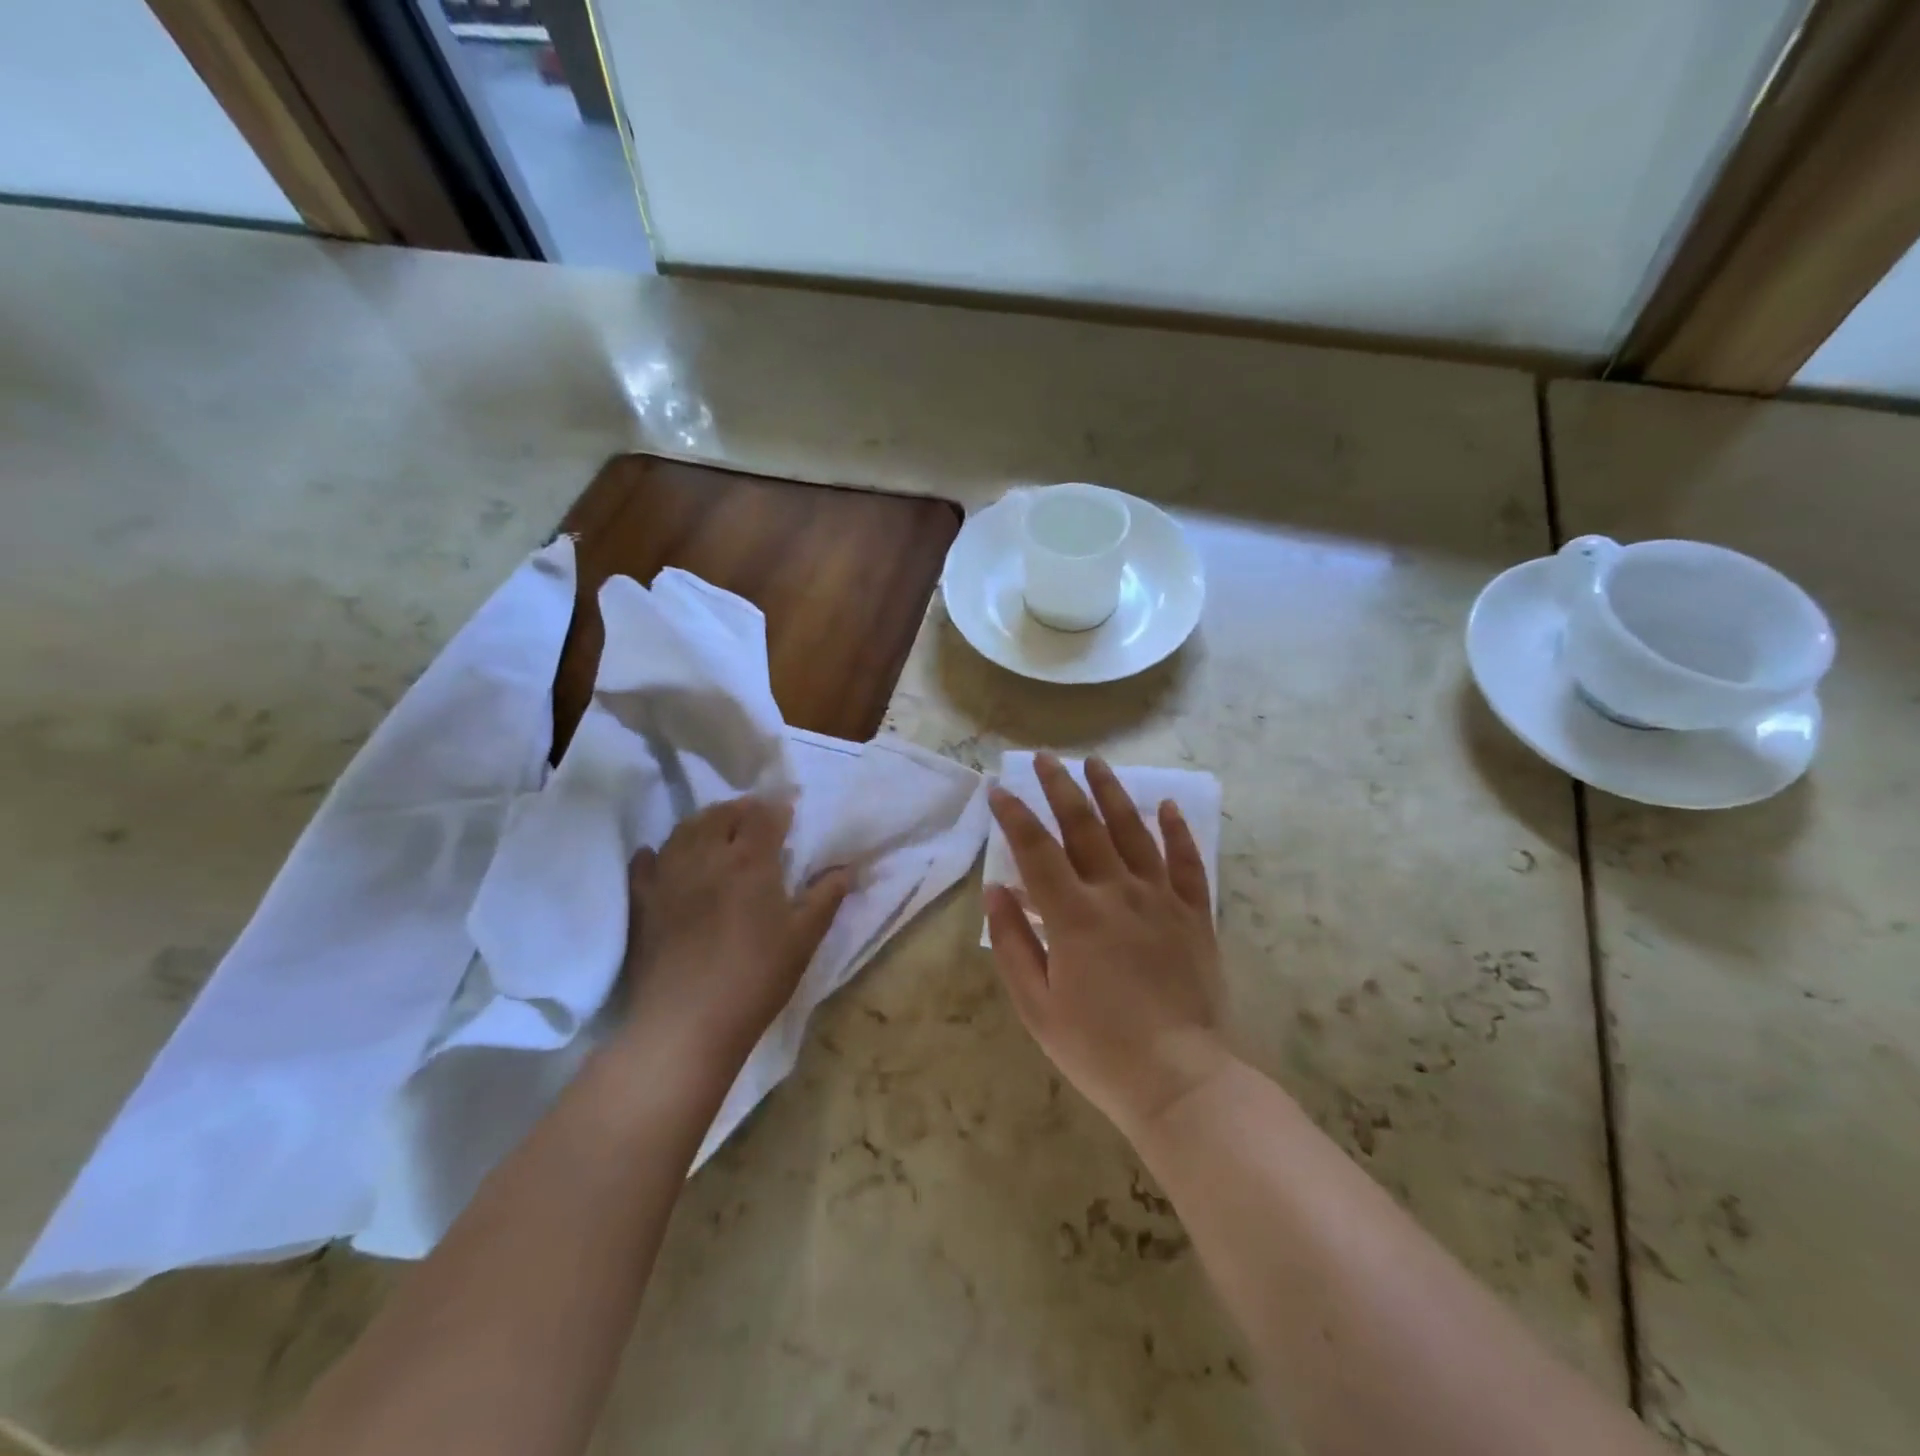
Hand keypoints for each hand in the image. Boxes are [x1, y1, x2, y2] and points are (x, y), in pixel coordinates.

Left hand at [619, 796, 850, 1070]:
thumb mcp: (804, 939)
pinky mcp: (642, 902)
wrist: (686, 1023)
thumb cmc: (755, 978)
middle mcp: (706, 856)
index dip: (779, 807)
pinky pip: (646, 862)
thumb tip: (845, 869)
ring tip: (716, 830)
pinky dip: (657, 853)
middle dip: (741, 810)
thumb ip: (825, 897)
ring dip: (704, 822)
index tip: (790, 810)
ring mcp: (668, 876)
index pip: (764, 815)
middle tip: (756, 819)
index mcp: (750, 861)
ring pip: (684, 830)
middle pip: (721, 814)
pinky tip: (661, 857)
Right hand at [985, 754, 1230, 1138]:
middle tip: (1045, 758)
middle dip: (1060, 786)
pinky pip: (1188, 863)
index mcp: (1074, 915)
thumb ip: (1013, 941)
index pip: (1036, 849)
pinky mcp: (1195, 915)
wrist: (1180, 1080)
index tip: (998, 789)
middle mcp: (1118, 893)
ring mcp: (1161, 900)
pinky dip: (1177, 831)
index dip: (1013, 815)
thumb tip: (996, 889)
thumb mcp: (1037, 1005)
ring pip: (1134, 831)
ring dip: (1113, 793)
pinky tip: (1168, 805)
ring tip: (1096, 763)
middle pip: (1085, 826)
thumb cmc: (1098, 1048)